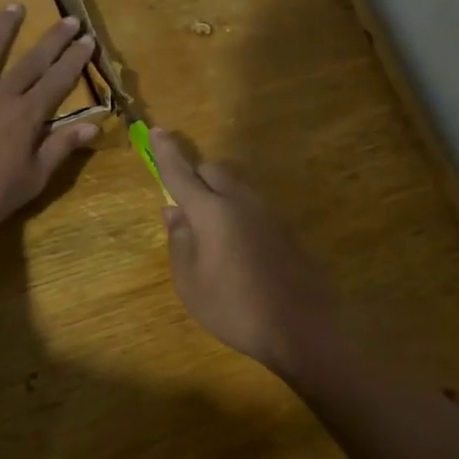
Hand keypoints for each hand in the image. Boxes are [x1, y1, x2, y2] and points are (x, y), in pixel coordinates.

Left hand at [0, 5, 99, 237]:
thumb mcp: (34, 179)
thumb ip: (61, 148)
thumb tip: (94, 125)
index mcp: (27, 115)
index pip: (58, 81)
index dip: (75, 60)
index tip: (88, 39)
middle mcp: (0, 95)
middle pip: (32, 61)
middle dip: (53, 40)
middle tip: (69, 18)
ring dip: (2, 28)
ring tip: (14, 6)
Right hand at [151, 129, 340, 378]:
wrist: (301, 327)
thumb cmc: (234, 308)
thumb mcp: (191, 283)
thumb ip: (179, 241)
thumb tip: (173, 211)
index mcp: (211, 211)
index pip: (181, 172)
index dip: (166, 152)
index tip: (156, 131)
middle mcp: (240, 201)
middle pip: (213, 170)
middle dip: (194, 174)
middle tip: (183, 201)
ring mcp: (267, 212)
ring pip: (235, 185)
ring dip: (216, 192)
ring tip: (208, 228)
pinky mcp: (284, 227)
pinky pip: (251, 204)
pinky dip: (235, 209)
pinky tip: (235, 243)